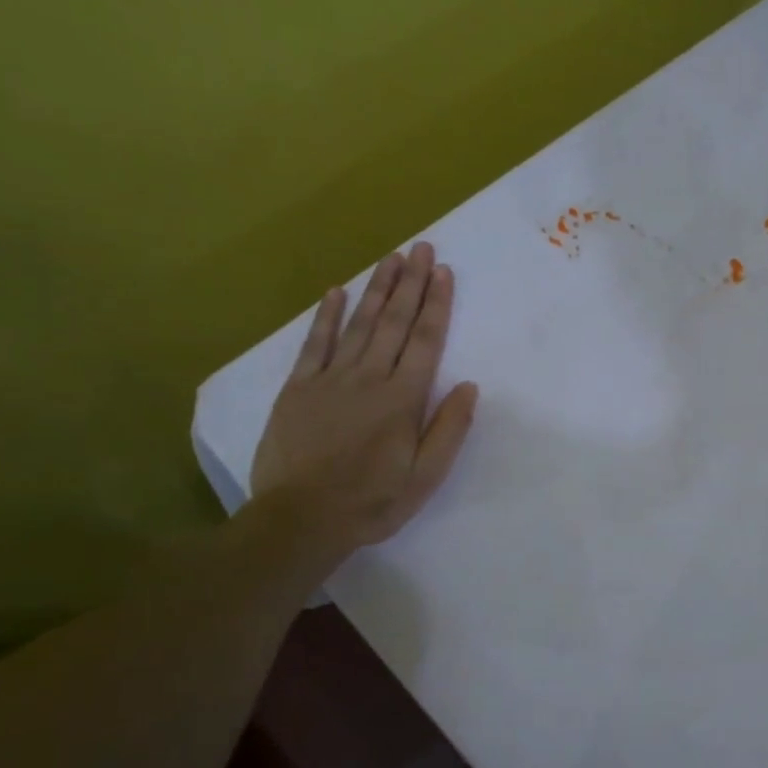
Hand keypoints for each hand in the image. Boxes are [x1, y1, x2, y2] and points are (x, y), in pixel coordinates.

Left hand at [251, 242, 478, 568]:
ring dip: (377, 289)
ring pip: (359, 324)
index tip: (444, 272)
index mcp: (402, 399)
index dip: (436, 305)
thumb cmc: (371, 502)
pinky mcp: (298, 388)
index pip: (425, 341)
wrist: (300, 520)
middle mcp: (368, 378)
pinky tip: (337, 292)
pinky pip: (315, 343)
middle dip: (410, 283)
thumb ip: (448, 430)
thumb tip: (469, 387)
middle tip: (421, 248)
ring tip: (391, 257)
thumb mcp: (424, 478)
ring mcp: (330, 379)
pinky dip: (327, 316)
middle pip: (394, 322)